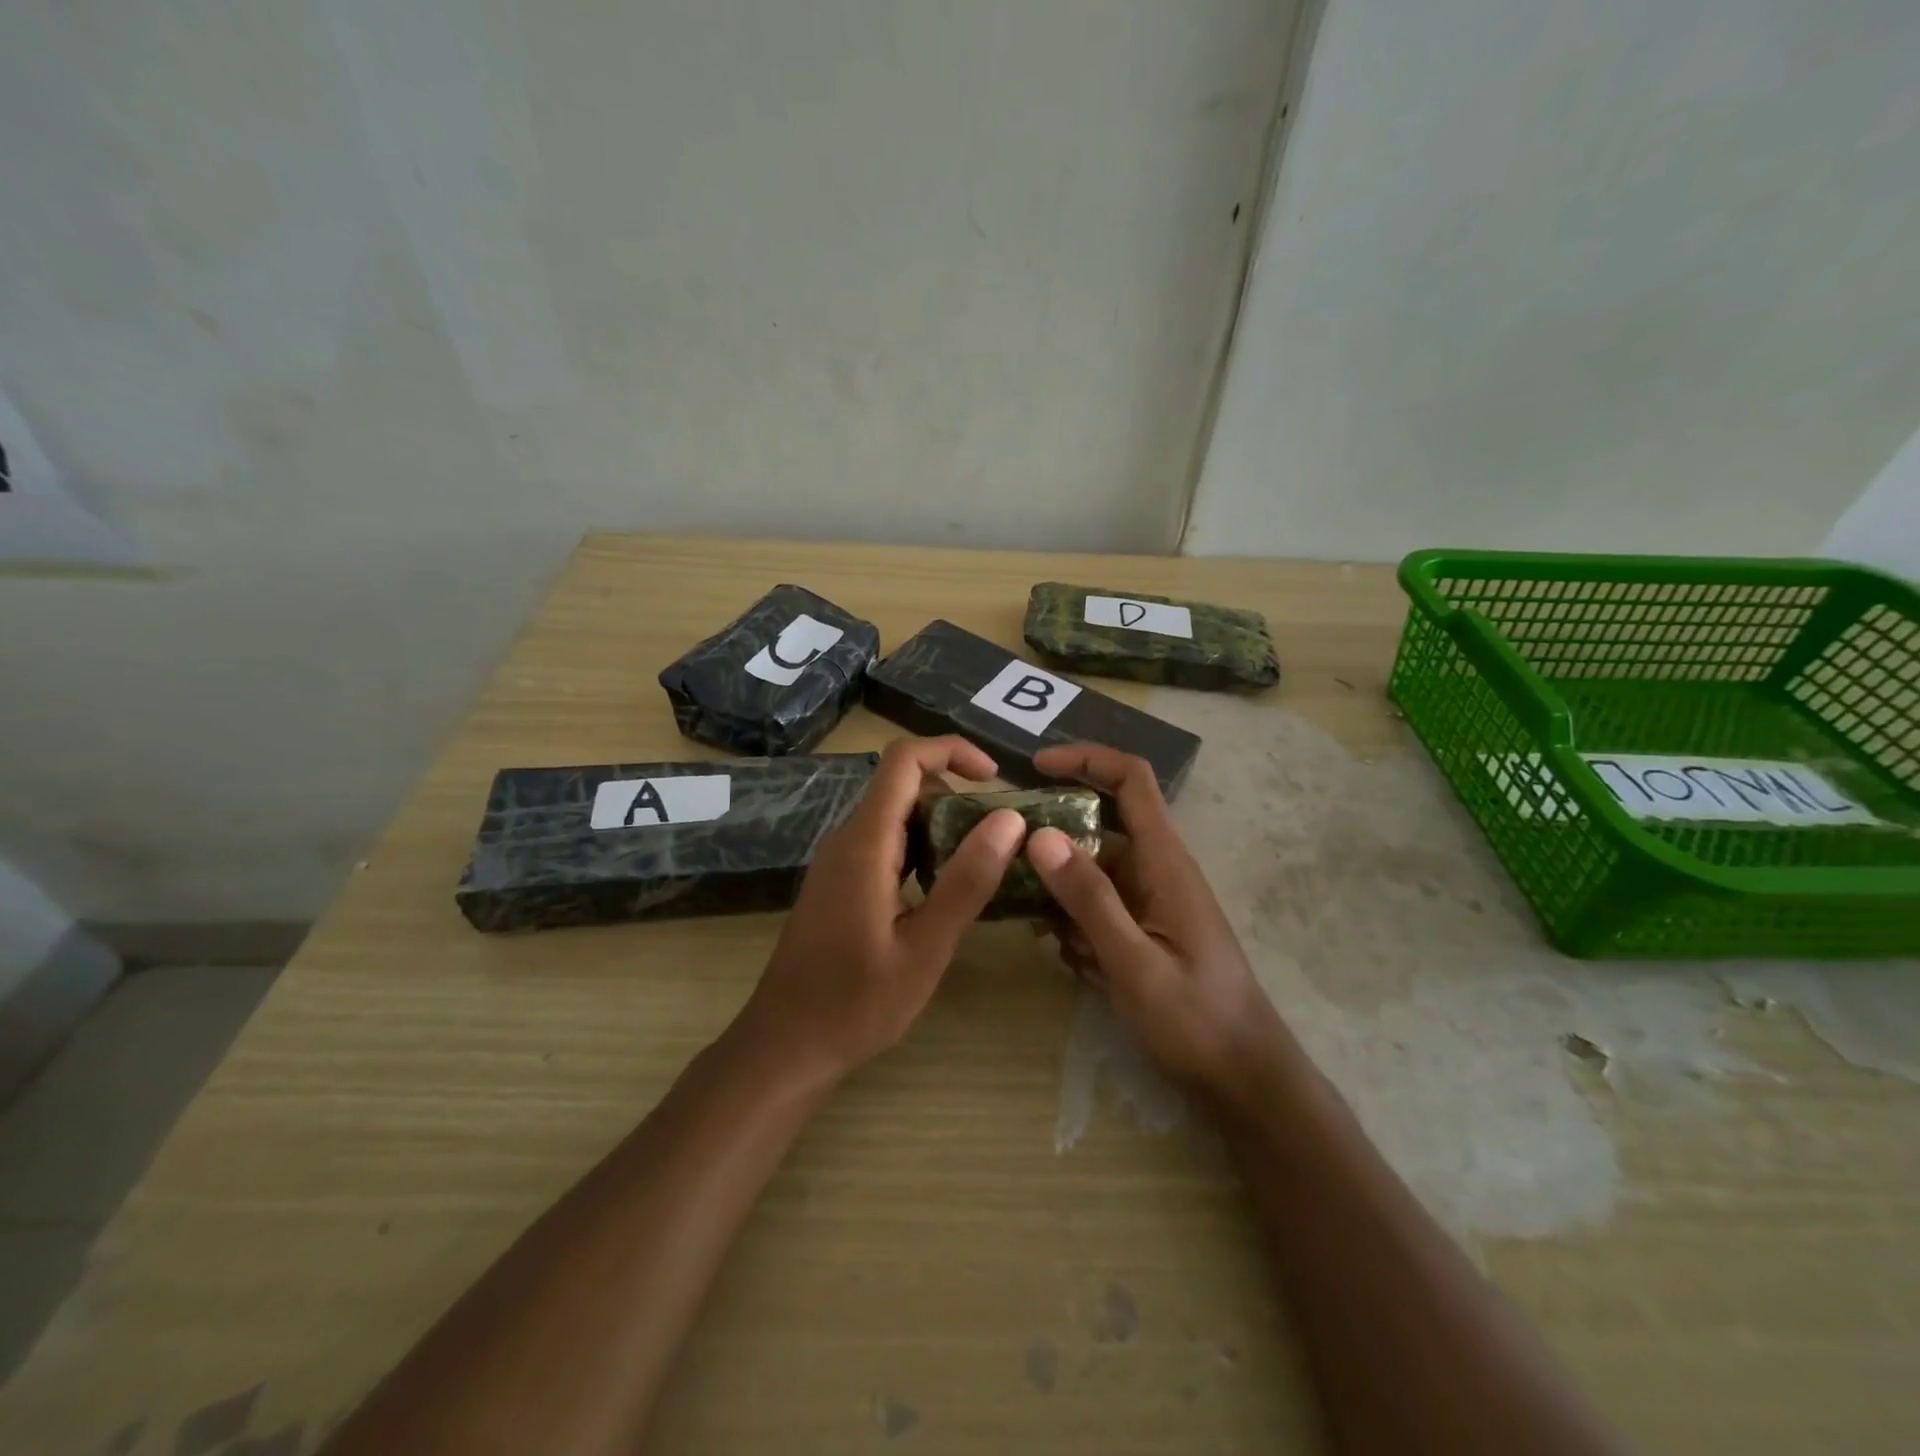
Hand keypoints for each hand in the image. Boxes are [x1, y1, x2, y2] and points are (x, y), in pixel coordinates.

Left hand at [738, 736, 1026, 1083]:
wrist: (785, 1045)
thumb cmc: (856, 1003)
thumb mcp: (925, 948)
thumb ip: (967, 881)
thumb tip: (1009, 819)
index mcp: (865, 843)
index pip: (905, 761)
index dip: (952, 751)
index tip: (996, 779)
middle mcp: (847, 840)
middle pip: (903, 786)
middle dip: (956, 795)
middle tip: (1000, 836)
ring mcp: (839, 862)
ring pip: (895, 817)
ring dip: (941, 826)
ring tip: (983, 864)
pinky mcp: (839, 884)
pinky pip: (884, 845)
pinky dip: (921, 850)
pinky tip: (944, 891)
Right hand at [1024, 743, 1292, 1114]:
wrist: (1243, 1078)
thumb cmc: (1197, 1019)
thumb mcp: (1134, 962)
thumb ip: (1089, 898)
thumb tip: (1040, 835)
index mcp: (1165, 861)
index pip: (1131, 780)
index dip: (1086, 759)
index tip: (1035, 767)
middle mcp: (1156, 869)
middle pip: (1098, 826)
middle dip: (1054, 843)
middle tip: (1009, 865)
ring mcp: (1150, 900)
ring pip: (1090, 873)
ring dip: (1064, 900)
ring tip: (1054, 942)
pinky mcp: (1144, 927)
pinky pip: (1098, 907)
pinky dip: (1078, 927)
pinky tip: (1080, 966)